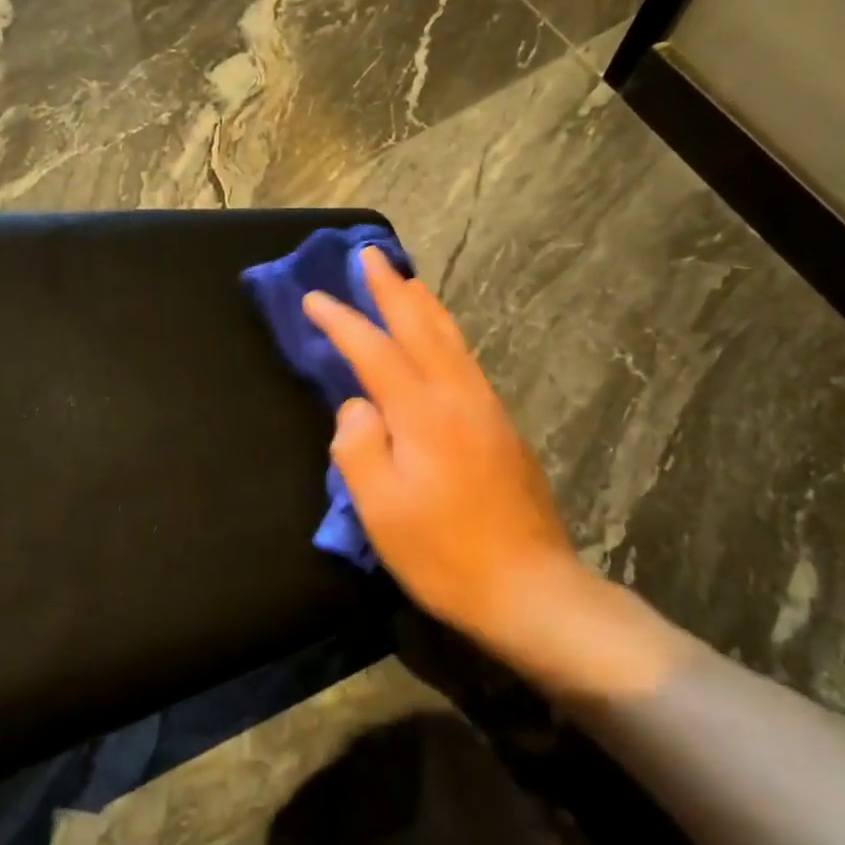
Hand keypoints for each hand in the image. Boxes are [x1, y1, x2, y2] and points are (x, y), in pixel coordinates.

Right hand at [302, 248, 608, 672]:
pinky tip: (439, 338)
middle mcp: (458, 397)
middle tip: (369, 256)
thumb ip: (358, 447)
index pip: (373, 351)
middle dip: (391, 288)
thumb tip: (356, 406)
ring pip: (450, 339)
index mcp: (423, 414)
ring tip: (405, 280)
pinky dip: (444, 333)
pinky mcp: (502, 427)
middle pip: (421, 327)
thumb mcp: (381, 510)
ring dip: (423, 304)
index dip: (341, 321)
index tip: (313, 298)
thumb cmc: (444, 554)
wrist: (531, 588)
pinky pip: (464, 360)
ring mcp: (486, 409)